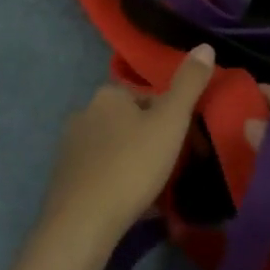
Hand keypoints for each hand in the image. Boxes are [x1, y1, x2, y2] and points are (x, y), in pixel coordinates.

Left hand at [38, 45, 214, 254]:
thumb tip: (205, 46)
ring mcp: (70, 147)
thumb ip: (189, 84)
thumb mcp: (170, 122)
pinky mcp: (64, 178)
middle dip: (152, 140)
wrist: (83, 223)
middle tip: (174, 169)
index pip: (148, 97)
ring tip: (155, 190)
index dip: (171, 118)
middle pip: (130, 122)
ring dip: (135, 162)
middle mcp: (84, 112)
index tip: (186, 143)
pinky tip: (131, 205)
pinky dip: (117, 183)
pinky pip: (100, 173)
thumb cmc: (131, 165)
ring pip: (115, 148)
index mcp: (108, 94)